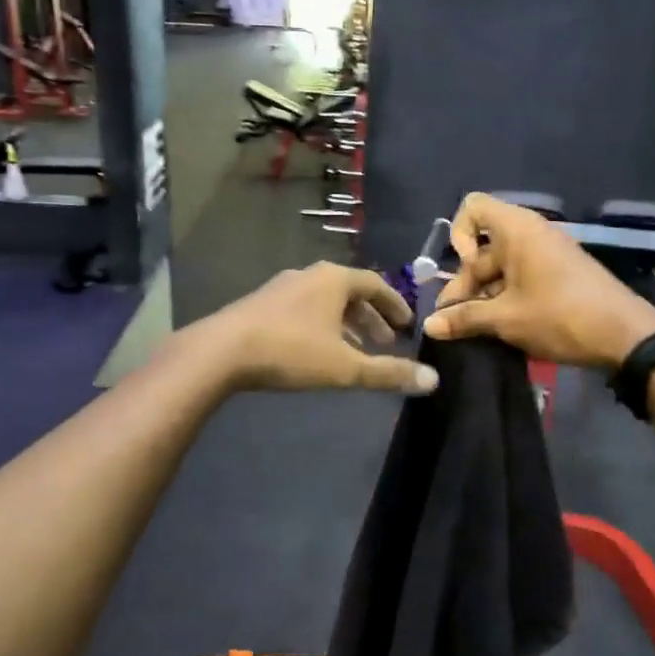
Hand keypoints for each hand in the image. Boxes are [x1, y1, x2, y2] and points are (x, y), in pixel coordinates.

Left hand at [195, 262, 439, 395]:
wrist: (221, 351)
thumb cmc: (291, 352)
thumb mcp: (345, 367)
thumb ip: (388, 373)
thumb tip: (433, 381)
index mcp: (334, 279)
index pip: (376, 284)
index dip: (395, 305)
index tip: (407, 326)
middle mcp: (309, 275)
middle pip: (350, 292)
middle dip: (370, 318)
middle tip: (385, 343)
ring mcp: (281, 287)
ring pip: (324, 302)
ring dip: (345, 324)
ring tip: (354, 351)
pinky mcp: (261, 303)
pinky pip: (303, 309)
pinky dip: (320, 326)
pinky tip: (316, 351)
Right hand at [423, 193, 654, 369]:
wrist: (627, 336)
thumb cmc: (560, 316)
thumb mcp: (506, 319)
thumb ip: (464, 318)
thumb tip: (429, 325)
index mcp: (517, 230)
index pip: (472, 208)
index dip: (458, 235)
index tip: (466, 270)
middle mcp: (531, 234)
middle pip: (483, 248)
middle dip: (465, 283)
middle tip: (455, 322)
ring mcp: (547, 254)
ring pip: (501, 268)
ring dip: (483, 296)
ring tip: (475, 331)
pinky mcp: (559, 275)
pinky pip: (521, 277)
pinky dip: (506, 298)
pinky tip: (501, 328)